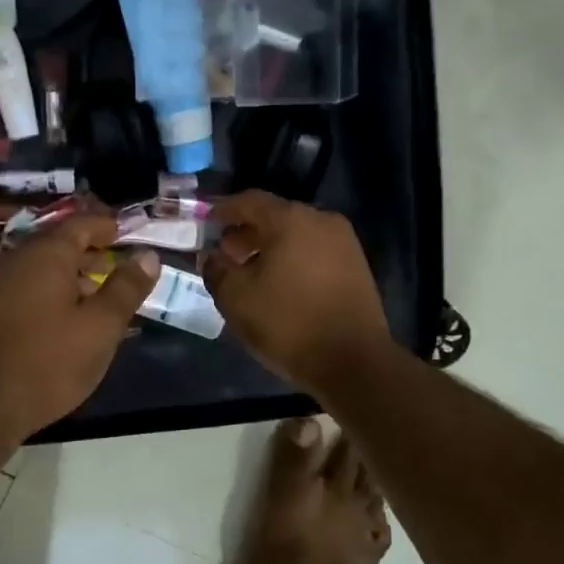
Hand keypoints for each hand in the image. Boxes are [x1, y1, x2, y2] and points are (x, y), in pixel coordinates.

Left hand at [0, 210, 159, 439]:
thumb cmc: (51, 359)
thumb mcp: (101, 325)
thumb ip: (127, 288)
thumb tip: (148, 256)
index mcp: (46, 254)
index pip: (81, 224)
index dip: (107, 226)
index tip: (129, 233)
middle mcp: (18, 259)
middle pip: (61, 243)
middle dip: (92, 251)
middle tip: (121, 266)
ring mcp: (0, 283)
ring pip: (44, 266)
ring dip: (74, 274)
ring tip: (101, 295)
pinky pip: (30, 285)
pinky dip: (54, 290)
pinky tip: (70, 315)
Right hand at [202, 191, 392, 398]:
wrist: (354, 362)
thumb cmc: (289, 323)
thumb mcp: (236, 298)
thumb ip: (217, 270)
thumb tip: (214, 258)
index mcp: (290, 219)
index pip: (249, 200)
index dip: (223, 211)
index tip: (206, 223)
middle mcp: (321, 220)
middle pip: (275, 216)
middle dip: (247, 232)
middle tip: (226, 254)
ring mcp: (344, 243)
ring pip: (297, 235)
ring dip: (270, 247)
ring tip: (250, 273)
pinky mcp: (357, 267)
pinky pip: (314, 251)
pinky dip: (293, 259)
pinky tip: (279, 285)